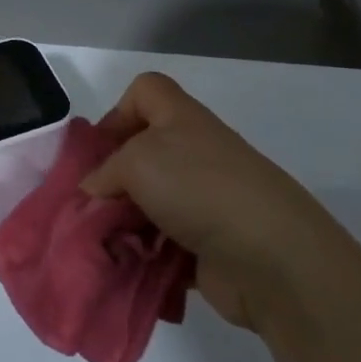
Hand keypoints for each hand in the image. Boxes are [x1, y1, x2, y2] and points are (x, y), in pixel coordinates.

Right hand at [81, 73, 354, 331]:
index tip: (98, 152)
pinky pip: (163, 246)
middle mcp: (193, 154)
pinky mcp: (207, 245)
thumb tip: (94, 192)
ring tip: (105, 248)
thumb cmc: (199, 188)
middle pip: (140, 154)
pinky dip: (145, 257)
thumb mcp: (137, 162)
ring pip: (148, 205)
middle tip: (89, 209)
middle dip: (111, 183)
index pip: (145, 91)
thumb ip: (105, 171)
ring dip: (124, 227)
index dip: (117, 112)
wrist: (271, 257)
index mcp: (180, 119)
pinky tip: (129, 270)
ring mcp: (203, 201)